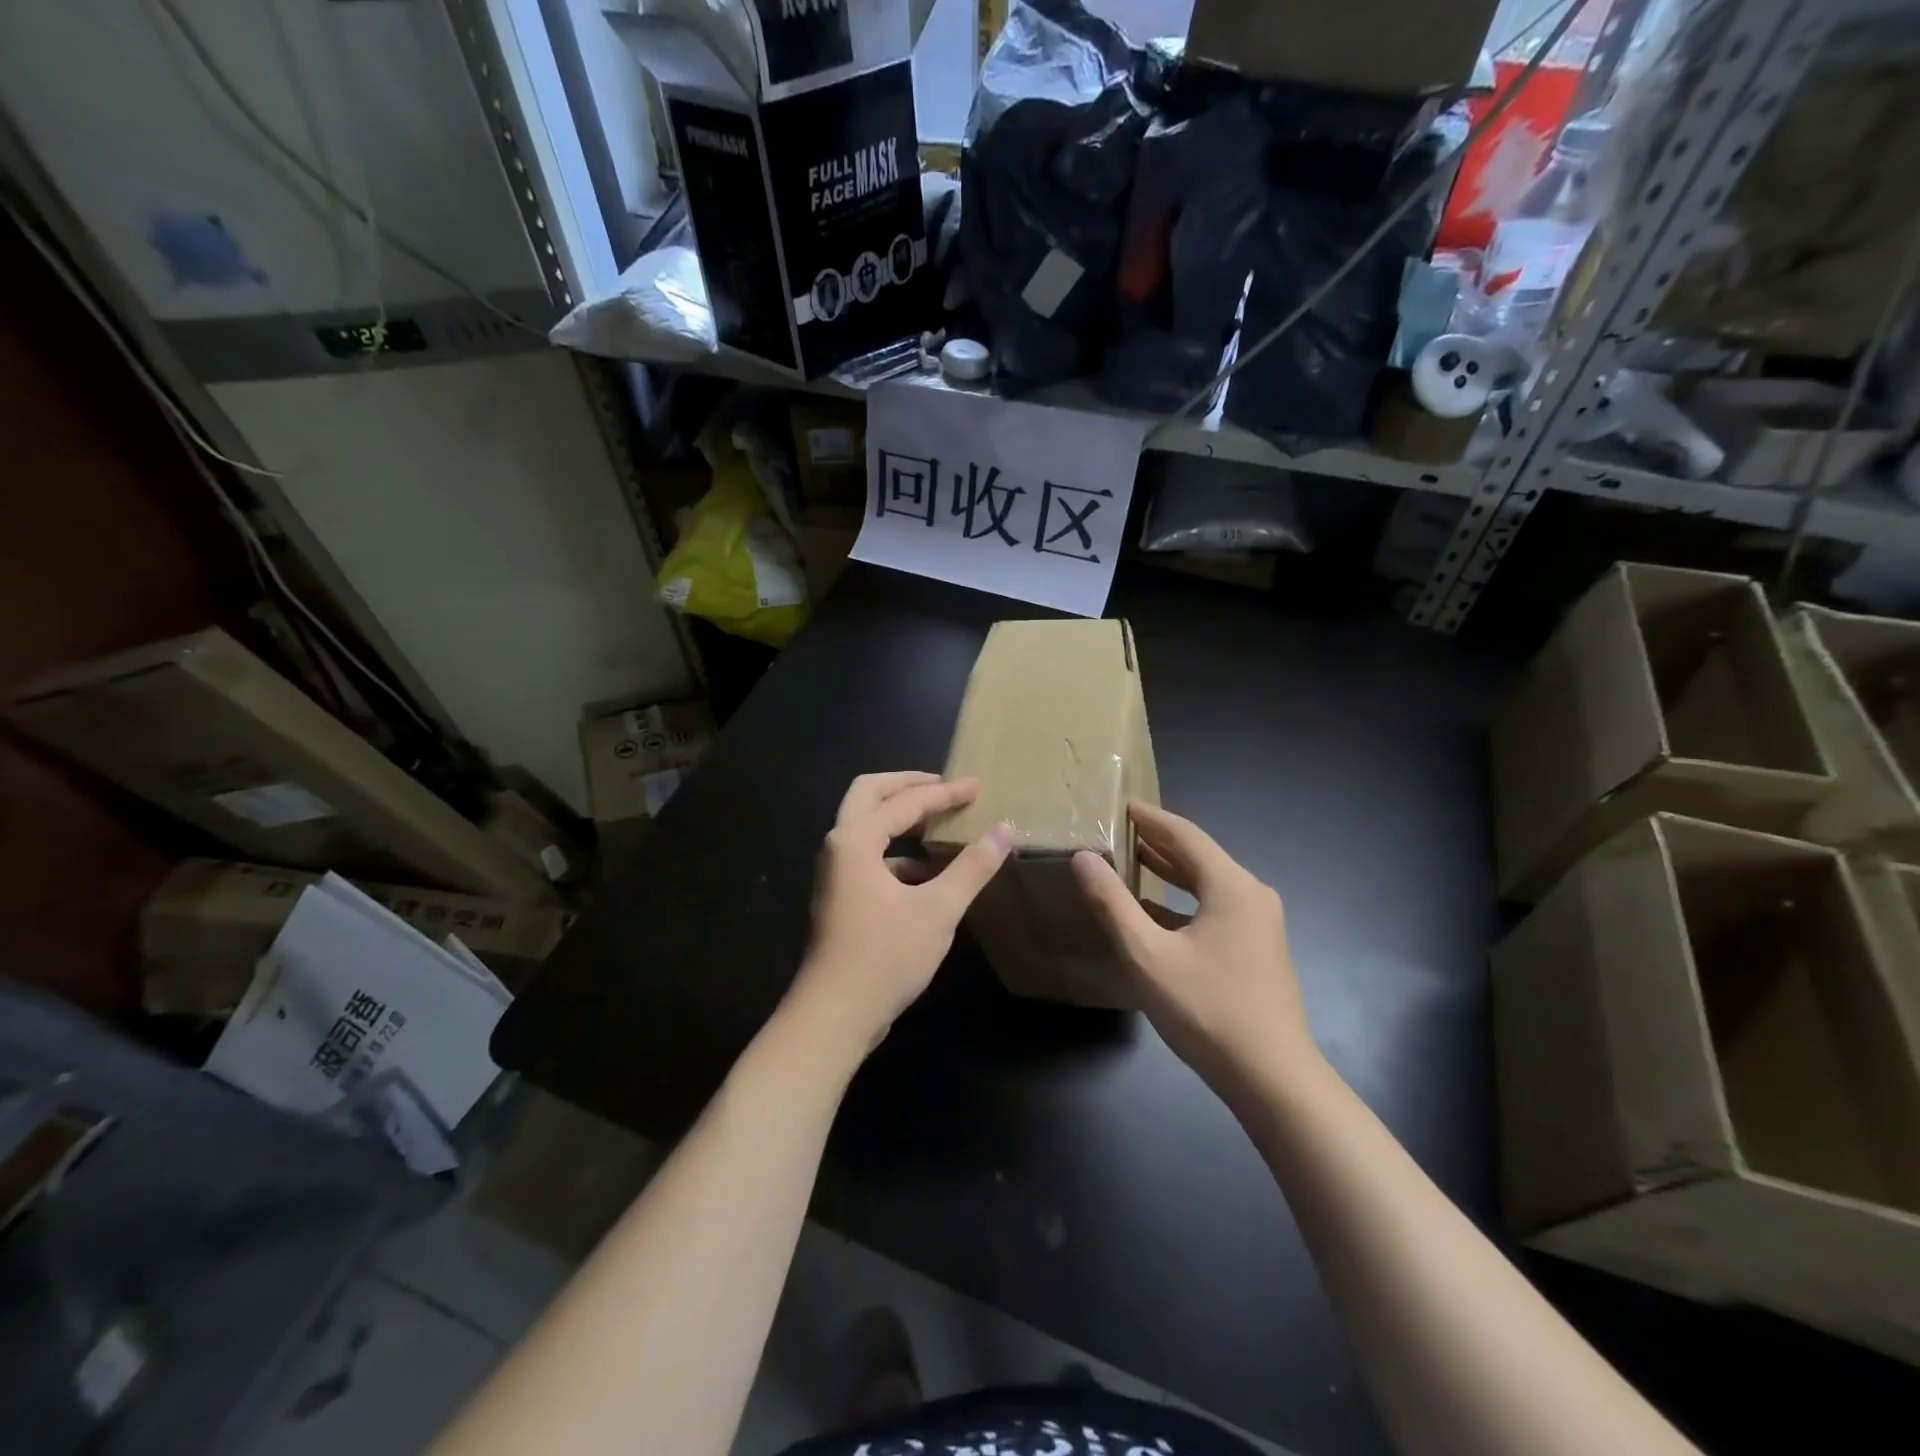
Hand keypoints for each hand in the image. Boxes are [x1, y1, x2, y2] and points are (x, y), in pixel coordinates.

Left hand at [787, 772, 1013, 1057]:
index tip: (978, 786)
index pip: (907, 802)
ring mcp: (835, 872)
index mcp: (856, 839)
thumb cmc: (885, 956)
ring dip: (900, 817)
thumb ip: (973, 866)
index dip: (946, 793)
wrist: (834, 1015)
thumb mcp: (938, 909)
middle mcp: (839, 846)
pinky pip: (869, 856)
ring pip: (866, 825)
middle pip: (870, 794)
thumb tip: (1004, 829)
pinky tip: (928, 872)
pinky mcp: (841, 897)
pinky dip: (897, 852)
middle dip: (908, 785)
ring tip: (940, 823)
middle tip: (945, 787)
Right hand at [1073, 802, 1315, 1101]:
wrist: (1272, 1079)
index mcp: (1231, 886)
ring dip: (1169, 870)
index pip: (1184, 834)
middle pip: (1198, 855)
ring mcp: (1259, 924)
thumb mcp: (1147, 955)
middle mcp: (1251, 895)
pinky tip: (1153, 910)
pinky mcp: (1257, 949)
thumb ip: (1112, 903)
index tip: (1119, 804)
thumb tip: (1083, 858)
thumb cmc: (1207, 1010)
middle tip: (1117, 829)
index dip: (1149, 817)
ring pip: (1207, 883)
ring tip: (1130, 859)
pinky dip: (1182, 900)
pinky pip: (1214, 908)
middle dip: (1157, 841)